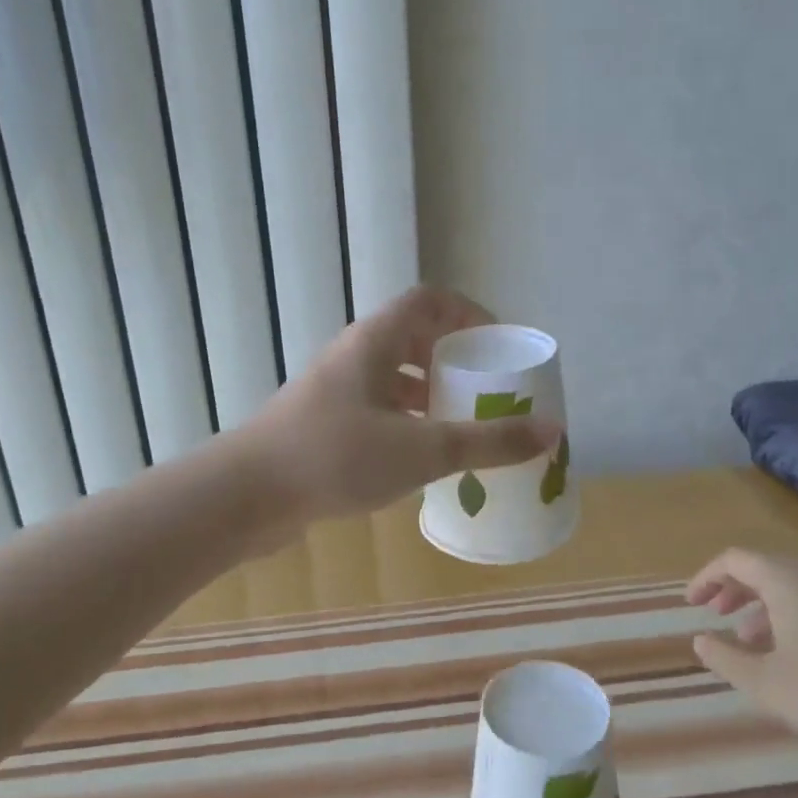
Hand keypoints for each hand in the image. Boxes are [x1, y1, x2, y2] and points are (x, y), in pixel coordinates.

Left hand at [240, 286, 559, 525]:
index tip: (499, 346)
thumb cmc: (335, 457)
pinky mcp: (323, 427)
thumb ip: (487, 441)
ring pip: (393, 380)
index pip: (429, 301)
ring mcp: (334, 393)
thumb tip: (551, 430)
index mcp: (375, 342)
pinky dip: (406, 425)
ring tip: (464, 428)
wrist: (246, 496)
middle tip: (488, 392)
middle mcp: (353, 358)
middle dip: (455, 362)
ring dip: (430, 397)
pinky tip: (423, 461)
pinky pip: (376, 412)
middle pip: (413, 340)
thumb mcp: (421, 449)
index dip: (469, 312)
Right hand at [686, 547, 797, 754]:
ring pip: (793, 586)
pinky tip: (796, 654)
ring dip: (763, 606)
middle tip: (716, 615)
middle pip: (765, 568)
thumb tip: (702, 640)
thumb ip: (724, 658)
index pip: (735, 560)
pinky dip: (793, 615)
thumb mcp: (764, 684)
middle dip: (734, 590)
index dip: (707, 578)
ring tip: (751, 642)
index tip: (692, 604)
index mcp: (787, 581)